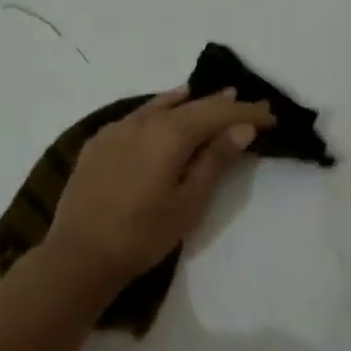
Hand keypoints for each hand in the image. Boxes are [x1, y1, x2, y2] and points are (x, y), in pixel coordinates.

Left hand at [46, 85, 275, 293]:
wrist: (79, 252)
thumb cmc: (142, 234)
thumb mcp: (188, 202)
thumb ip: (214, 160)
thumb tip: (241, 127)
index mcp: (168, 133)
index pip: (216, 113)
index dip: (245, 112)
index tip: (271, 115)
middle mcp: (142, 121)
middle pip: (189, 105)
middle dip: (221, 105)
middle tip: (248, 105)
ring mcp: (116, 128)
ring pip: (161, 106)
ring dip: (190, 103)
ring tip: (214, 98)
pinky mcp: (99, 141)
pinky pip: (137, 116)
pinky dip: (159, 111)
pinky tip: (163, 113)